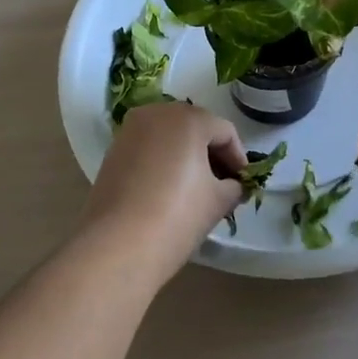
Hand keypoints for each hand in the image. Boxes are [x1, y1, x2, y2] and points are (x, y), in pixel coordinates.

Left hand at [81, 102, 247, 285]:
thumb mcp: (217, 202)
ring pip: (169, 136)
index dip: (239, 158)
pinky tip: (169, 189)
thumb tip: (233, 185)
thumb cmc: (176, 216)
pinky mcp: (113, 150)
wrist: (117, 245)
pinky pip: (149, 147)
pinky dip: (163, 160)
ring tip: (197, 188)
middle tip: (224, 184)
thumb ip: (234, 186)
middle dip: (212, 153)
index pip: (225, 131)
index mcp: (187, 118)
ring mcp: (130, 130)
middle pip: (195, 127)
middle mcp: (156, 113)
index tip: (244, 184)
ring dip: (187, 155)